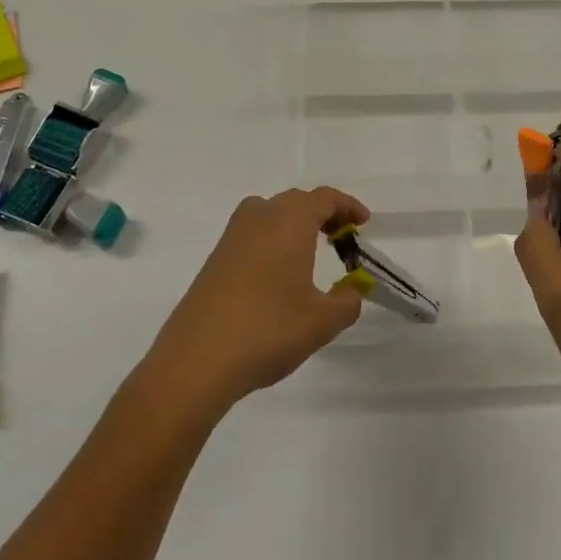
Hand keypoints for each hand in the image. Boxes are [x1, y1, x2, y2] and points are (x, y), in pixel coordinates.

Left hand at [144, 187, 368, 415]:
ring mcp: (232, 237)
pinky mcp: (215, 259)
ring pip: (270, 213)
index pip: (324, 199)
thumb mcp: (322, 321)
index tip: (363, 224)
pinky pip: (252, 233)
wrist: (197, 360)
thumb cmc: (268, 330)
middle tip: (342, 239)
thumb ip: (347, 300)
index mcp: (289, 221)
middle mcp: (260, 217)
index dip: (347, 207)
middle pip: (296, 201)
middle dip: (322, 214)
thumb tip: (353, 289)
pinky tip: (278, 274)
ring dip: (294, 224)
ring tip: (311, 251)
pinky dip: (272, 240)